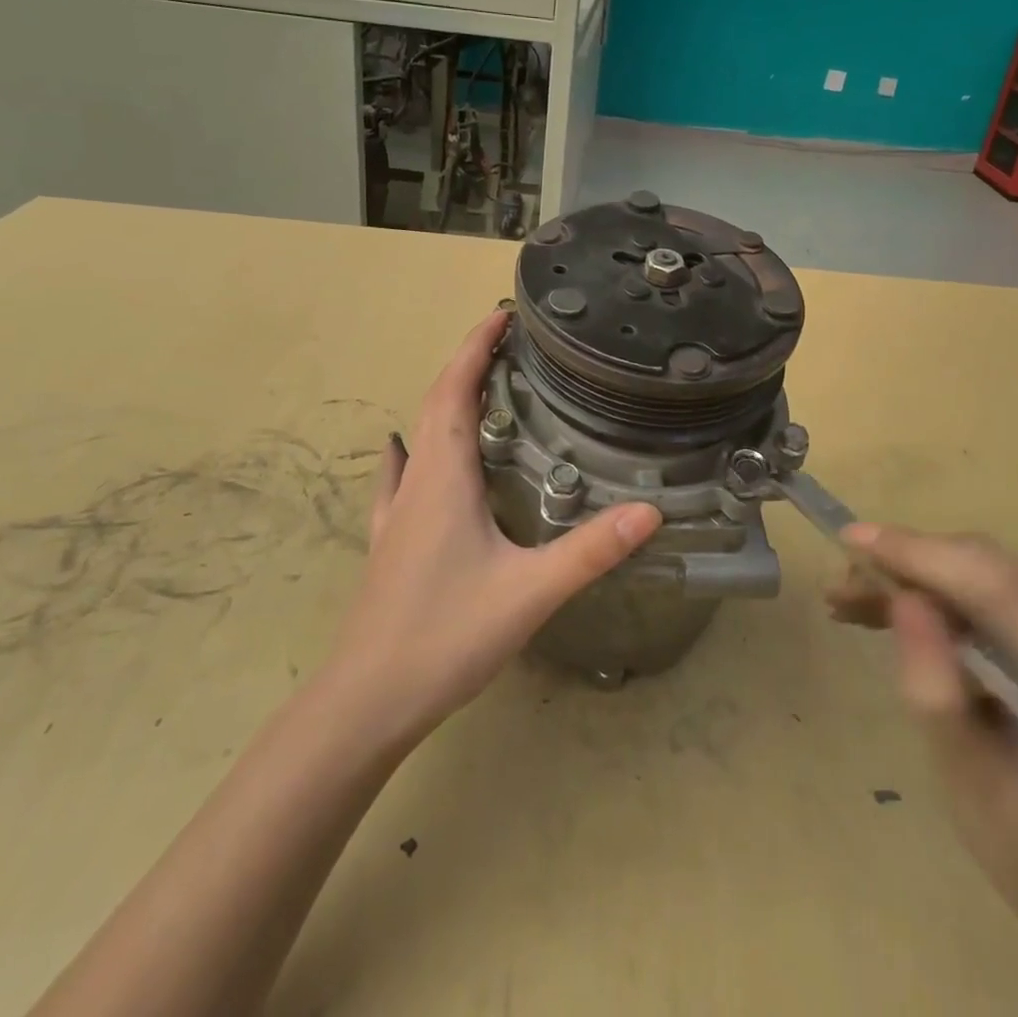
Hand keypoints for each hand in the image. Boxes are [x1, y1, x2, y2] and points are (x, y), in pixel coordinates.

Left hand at [329, 311, 662, 738]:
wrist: (367, 702)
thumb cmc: (445, 635)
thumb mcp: (529, 591)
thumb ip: (591, 550)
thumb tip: (650, 511)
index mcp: (443, 476)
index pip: (453, 389)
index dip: (475, 347)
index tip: (502, 315)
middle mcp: (416, 481)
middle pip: (436, 403)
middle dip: (467, 365)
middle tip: (509, 346)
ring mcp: (396, 512)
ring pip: (420, 437)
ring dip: (445, 402)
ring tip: (480, 389)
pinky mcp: (390, 541)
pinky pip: (403, 477)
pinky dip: (415, 450)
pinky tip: (411, 455)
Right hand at [829, 529, 1017, 965]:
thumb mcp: (970, 789)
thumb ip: (937, 693)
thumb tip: (902, 598)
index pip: (1002, 590)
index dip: (922, 554)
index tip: (850, 540)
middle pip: (996, 570)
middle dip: (911, 562)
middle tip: (843, 583)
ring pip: (992, 573)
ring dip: (921, 576)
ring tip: (856, 598)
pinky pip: (1001, 592)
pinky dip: (943, 593)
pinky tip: (899, 609)